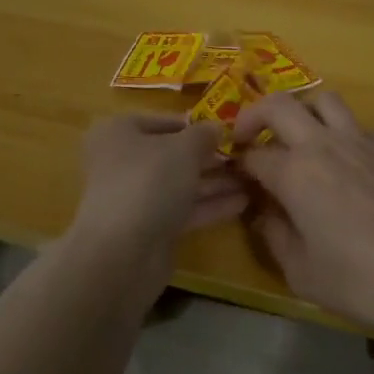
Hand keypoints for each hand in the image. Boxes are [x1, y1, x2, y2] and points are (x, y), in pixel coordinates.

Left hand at [70, 114, 248, 271]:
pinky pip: (184, 209)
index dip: (195, 124)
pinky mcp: (150, 228)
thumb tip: (216, 127)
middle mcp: (124, 161)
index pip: (163, 121)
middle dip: (209, 156)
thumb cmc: (149, 182)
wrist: (122, 253)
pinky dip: (209, 205)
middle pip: (173, 154)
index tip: (227, 128)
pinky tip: (243, 202)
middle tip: (246, 154)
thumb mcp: (184, 148)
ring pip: (181, 183)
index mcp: (120, 132)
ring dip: (215, 181)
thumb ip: (204, 134)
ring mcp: (137, 197)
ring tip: (253, 177)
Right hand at [234, 91, 373, 335]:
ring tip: (299, 137)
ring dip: (302, 111)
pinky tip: (344, 163)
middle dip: (255, 115)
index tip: (236, 179)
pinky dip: (339, 133)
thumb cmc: (362, 278)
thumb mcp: (303, 274)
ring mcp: (361, 141)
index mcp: (295, 172)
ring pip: (323, 100)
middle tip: (249, 137)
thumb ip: (276, 237)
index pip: (253, 155)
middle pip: (279, 104)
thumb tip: (265, 213)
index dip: (238, 164)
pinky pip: (355, 125)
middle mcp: (323, 144)